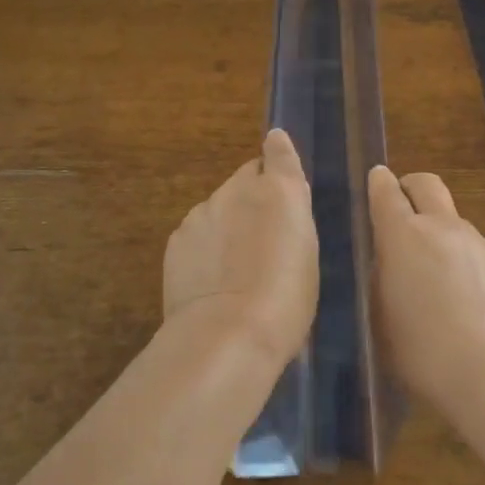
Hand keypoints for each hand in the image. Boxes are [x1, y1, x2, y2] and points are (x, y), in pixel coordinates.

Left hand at [163, 129, 318, 366]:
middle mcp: (238, 189)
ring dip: (228, 223)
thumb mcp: (307, 254)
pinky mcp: (178, 237)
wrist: (227, 333)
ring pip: (219, 207)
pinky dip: (205, 246)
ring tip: (235, 266)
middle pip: (246, 179)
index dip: (278, 152)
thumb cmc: (286, 300)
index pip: (277, 150)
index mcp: (279, 190)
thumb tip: (282, 196)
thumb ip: (292, 216)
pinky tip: (211, 280)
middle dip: (254, 196)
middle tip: (263, 233)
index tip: (277, 152)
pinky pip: (197, 232)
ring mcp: (203, 211)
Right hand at [369, 166, 484, 413]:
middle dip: (412, 187)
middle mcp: (442, 227)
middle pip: (427, 184)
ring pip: (454, 221)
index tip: (378, 178)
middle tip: (405, 207)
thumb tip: (394, 263)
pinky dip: (466, 263)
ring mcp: (479, 244)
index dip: (380, 182)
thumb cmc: (424, 353)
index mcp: (403, 235)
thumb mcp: (384, 318)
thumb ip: (386, 279)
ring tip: (438, 275)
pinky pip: (477, 252)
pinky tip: (468, 301)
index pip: (386, 191)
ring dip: (442, 233)